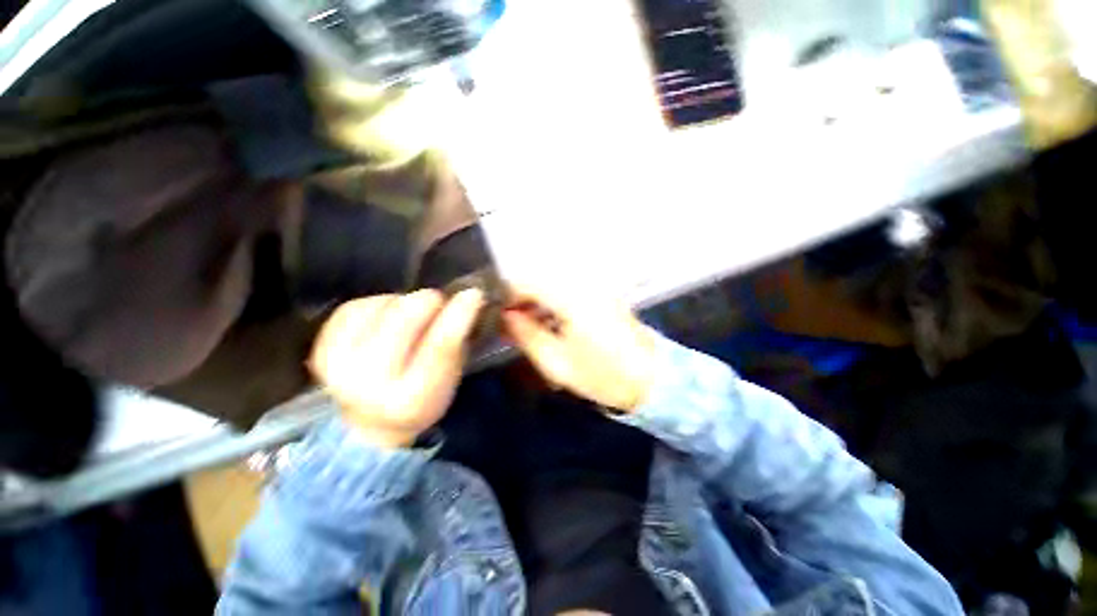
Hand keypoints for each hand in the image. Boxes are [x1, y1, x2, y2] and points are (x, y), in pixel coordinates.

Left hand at [309, 289, 482, 447]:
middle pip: (404, 318)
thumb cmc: (422, 397)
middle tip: (439, 304)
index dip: (459, 315)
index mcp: (411, 399)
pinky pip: (357, 305)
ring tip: (410, 320)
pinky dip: (379, 305)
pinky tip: (386, 318)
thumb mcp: (449, 379)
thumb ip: (457, 340)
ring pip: (383, 305)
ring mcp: (337, 364)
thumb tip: (467, 297)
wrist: (369, 423)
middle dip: (430, 302)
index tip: (473, 293)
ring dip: (405, 305)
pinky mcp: (321, 347)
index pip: (439, 347)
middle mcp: (368, 384)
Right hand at [502, 283, 657, 412]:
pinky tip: (548, 323)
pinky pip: (568, 291)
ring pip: (553, 284)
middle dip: (520, 298)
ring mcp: (595, 288)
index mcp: (571, 298)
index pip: (527, 282)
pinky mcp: (602, 295)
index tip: (495, 312)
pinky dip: (552, 302)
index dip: (507, 294)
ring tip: (525, 325)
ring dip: (536, 300)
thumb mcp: (556, 362)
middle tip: (508, 321)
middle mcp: (583, 284)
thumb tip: (505, 316)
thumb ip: (526, 334)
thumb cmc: (602, 375)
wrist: (650, 378)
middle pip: (540, 279)